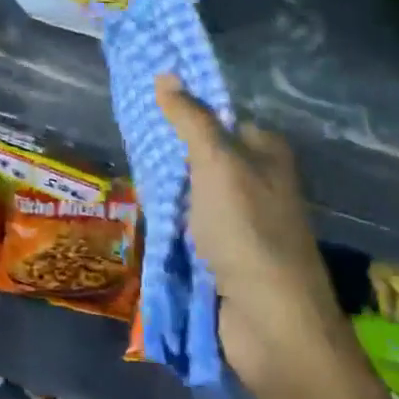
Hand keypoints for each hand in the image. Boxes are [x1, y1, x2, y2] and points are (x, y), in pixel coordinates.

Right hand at [154, 74, 349, 396]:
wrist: (271, 323)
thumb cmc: (247, 231)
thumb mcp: (216, 164)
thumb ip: (191, 119)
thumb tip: (166, 74)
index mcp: (266, 153)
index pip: (220, 117)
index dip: (185, 108)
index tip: (144, 103)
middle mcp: (259, 181)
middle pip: (205, 153)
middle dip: (169, 150)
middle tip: (127, 139)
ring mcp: (243, 220)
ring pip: (194, 190)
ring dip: (166, 188)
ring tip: (127, 171)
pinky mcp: (227, 253)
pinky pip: (191, 224)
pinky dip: (170, 219)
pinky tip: (143, 212)